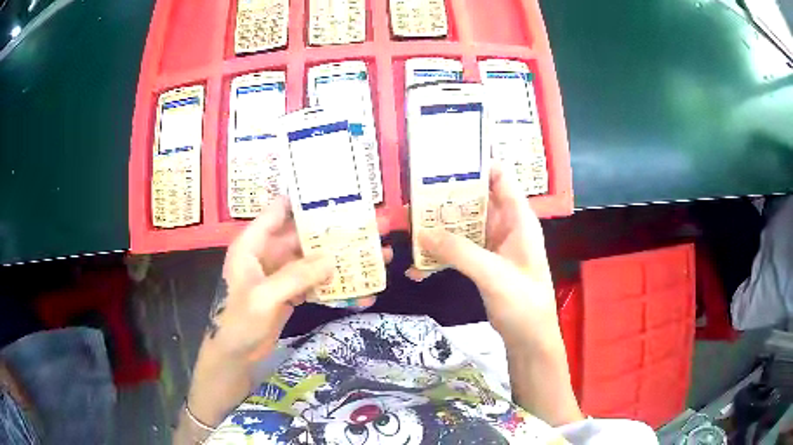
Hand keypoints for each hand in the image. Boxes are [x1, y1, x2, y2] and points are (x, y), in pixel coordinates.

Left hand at [181, 197, 391, 435]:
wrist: (235, 355)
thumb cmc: (238, 322)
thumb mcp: (263, 298)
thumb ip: (295, 277)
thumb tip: (332, 261)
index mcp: (254, 244)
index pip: (280, 210)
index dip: (307, 200)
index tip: (340, 195)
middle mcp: (269, 253)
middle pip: (306, 235)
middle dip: (338, 232)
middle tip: (375, 227)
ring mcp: (281, 274)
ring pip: (316, 259)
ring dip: (343, 260)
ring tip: (379, 257)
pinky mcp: (291, 292)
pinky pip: (316, 283)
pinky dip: (336, 287)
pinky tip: (362, 294)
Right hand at [407, 165, 556, 348]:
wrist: (529, 339)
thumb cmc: (523, 303)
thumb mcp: (493, 274)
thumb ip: (459, 251)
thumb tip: (422, 232)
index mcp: (517, 218)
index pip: (499, 176)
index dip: (475, 164)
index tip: (442, 162)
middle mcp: (505, 225)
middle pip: (475, 199)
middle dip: (446, 197)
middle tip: (412, 197)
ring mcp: (493, 245)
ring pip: (463, 225)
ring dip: (439, 227)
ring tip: (408, 227)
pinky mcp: (482, 263)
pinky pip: (459, 250)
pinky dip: (441, 254)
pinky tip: (419, 267)